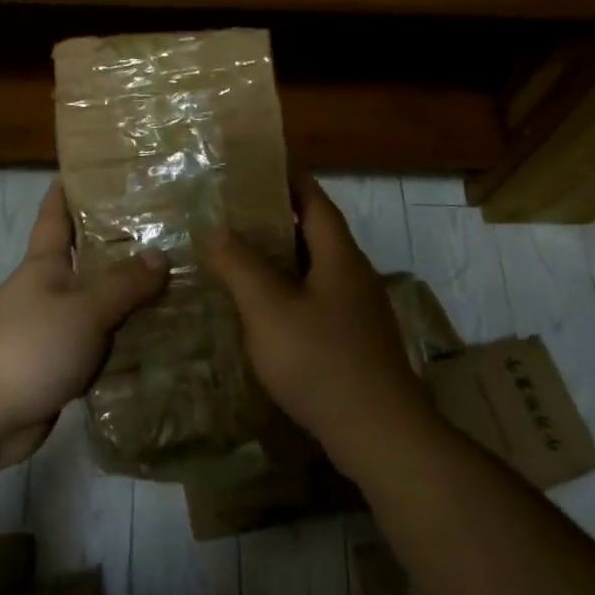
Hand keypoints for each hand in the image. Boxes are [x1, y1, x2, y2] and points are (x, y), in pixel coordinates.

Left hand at [0, 178, 168, 468]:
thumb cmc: (30, 346)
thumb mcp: (84, 309)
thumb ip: (124, 283)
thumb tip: (161, 255)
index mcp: (45, 264)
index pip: (56, 215)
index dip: (69, 189)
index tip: (92, 167)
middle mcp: (47, 289)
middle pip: (85, 258)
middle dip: (118, 242)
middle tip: (166, 228)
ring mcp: (51, 327)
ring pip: (96, 302)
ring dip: (127, 295)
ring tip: (175, 281)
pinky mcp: (58, 362)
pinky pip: (97, 342)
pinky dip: (122, 337)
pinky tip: (156, 336)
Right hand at [204, 177, 429, 470]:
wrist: (377, 432)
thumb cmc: (321, 361)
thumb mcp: (269, 309)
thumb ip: (241, 266)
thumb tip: (217, 227)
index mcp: (339, 257)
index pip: (315, 201)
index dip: (289, 178)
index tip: (260, 162)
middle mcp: (354, 276)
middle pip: (316, 233)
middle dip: (278, 218)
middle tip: (234, 210)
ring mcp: (357, 312)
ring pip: (315, 270)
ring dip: (281, 258)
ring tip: (239, 255)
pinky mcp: (354, 342)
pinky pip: (316, 301)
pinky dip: (288, 292)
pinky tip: (262, 310)